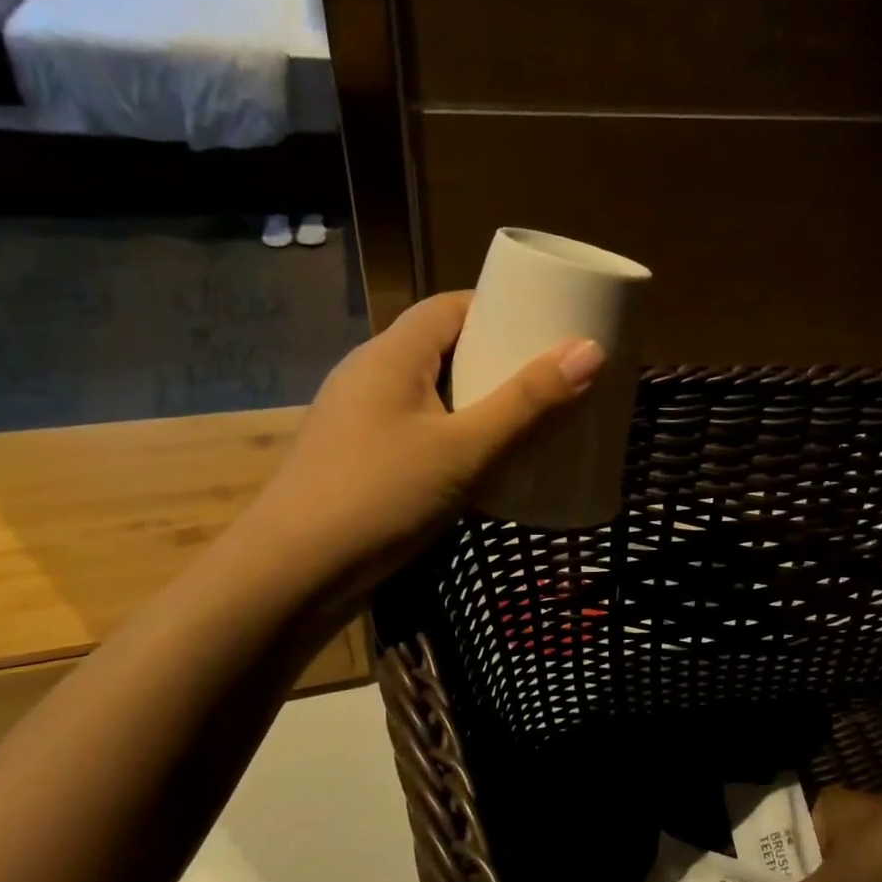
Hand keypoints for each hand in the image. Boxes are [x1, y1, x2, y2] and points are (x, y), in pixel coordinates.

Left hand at [238, 291, 603, 591]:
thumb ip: (528, 403)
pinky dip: (454, 435)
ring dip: (476, 403)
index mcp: (392, 354)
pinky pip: (417, 429)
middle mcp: (370, 375)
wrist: (291, 575)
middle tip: (551, 380)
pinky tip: (481, 465)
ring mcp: (359, 419)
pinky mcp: (358, 459)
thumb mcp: (466, 450)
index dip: (501, 310)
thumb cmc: (381, 498)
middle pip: (443, 348)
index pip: (452, 306)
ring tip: (528, 420)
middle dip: (497, 361)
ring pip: (430, 393)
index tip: (549, 330)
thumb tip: (590, 351)